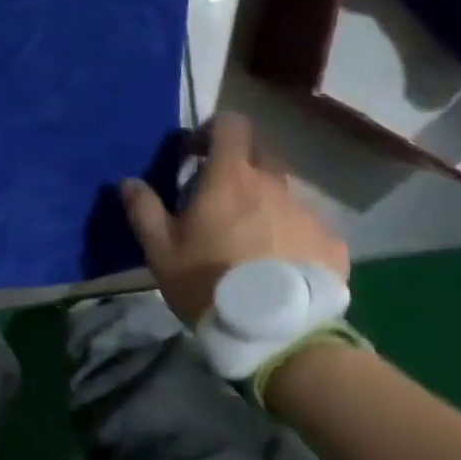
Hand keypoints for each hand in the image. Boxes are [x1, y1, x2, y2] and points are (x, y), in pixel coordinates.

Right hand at [120, 112, 348, 324]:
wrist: (278, 334)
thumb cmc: (209, 284)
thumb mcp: (161, 252)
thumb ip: (144, 211)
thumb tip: (129, 182)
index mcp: (231, 178)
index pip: (231, 124)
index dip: (212, 131)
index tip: (196, 155)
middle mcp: (274, 184)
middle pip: (260, 153)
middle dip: (239, 165)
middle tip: (219, 199)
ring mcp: (307, 211)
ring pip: (283, 192)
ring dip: (264, 202)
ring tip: (250, 241)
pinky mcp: (331, 242)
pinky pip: (307, 225)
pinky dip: (291, 234)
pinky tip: (279, 266)